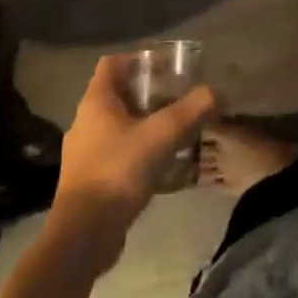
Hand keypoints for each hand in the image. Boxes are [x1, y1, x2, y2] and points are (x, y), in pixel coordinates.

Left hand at [53, 57, 215, 256]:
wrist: (82, 238)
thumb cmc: (118, 173)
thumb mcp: (161, 136)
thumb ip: (191, 110)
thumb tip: (215, 92)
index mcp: (96, 102)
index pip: (112, 63)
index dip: (139, 59)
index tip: (167, 67)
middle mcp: (85, 122)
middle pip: (120, 94)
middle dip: (150, 93)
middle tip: (180, 98)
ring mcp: (85, 154)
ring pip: (120, 126)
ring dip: (146, 123)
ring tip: (177, 130)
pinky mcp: (90, 181)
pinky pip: (118, 153)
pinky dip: (140, 150)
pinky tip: (163, 164)